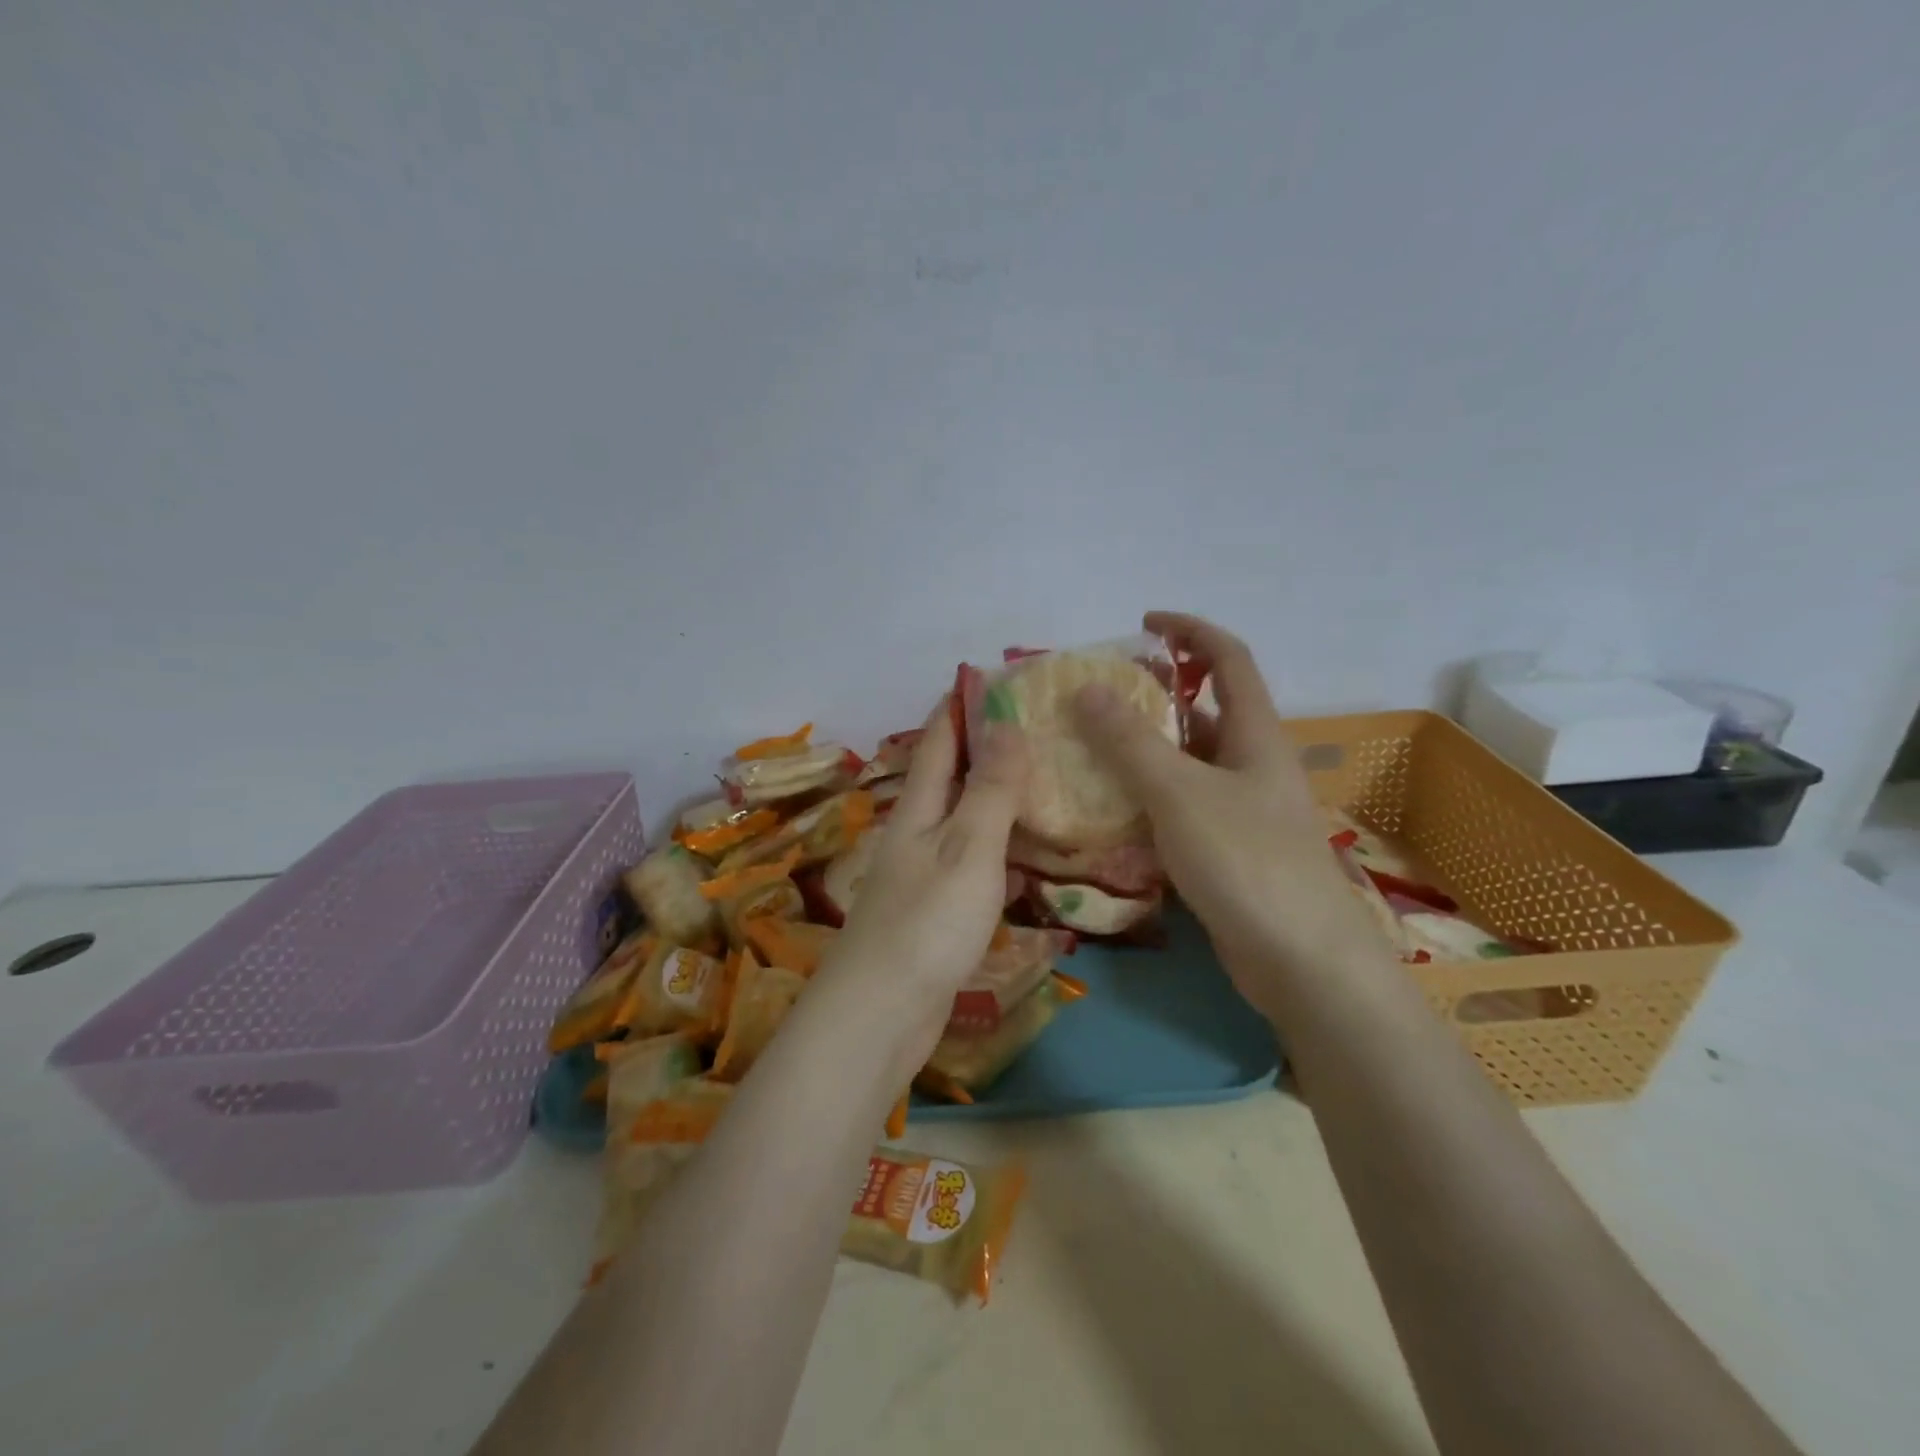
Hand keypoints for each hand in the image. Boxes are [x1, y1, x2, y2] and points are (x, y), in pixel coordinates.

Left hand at [813, 701, 1028, 1077]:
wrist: (881, 1016)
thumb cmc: (927, 923)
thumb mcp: (967, 848)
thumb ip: (990, 789)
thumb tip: (1006, 723)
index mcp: (917, 809)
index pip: (937, 742)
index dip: (958, 707)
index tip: (986, 676)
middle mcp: (916, 835)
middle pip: (949, 779)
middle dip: (983, 748)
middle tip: (1033, 726)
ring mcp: (924, 877)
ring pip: (964, 822)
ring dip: (994, 800)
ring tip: (1042, 781)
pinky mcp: (937, 915)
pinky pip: (974, 867)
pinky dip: (999, 852)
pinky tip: (1027, 859)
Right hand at [1074, 611, 1385, 1015]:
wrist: (1303, 963)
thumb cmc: (1247, 862)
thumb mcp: (1180, 793)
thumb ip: (1131, 741)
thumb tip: (1086, 689)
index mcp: (1255, 735)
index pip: (1228, 658)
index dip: (1190, 631)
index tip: (1143, 623)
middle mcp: (1252, 765)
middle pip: (1204, 711)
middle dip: (1153, 697)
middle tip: (1095, 700)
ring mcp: (1242, 811)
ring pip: (1188, 765)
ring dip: (1143, 753)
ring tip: (1086, 751)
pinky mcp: (1228, 851)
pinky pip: (1181, 809)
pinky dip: (1147, 800)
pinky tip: (1108, 813)